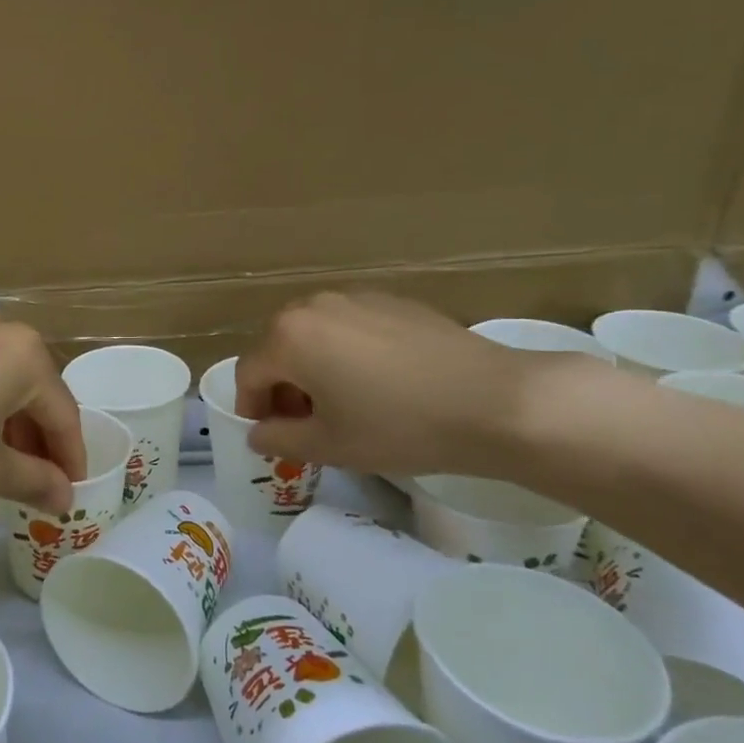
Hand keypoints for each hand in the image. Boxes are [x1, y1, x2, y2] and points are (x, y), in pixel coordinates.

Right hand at [234, 291, 566, 477]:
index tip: (269, 436)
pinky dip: (346, 352)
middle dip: (282, 387)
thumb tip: (259, 433)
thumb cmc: (399, 427)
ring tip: (342, 403)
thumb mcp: (330, 445)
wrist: (494, 402)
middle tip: (305, 423)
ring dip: (312, 368)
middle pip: (278, 348)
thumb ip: (279, 439)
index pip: (249, 374)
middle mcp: (313, 306)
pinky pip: (349, 326)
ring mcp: (355, 297)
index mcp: (288, 337)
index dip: (251, 409)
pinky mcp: (392, 300)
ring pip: (314, 334)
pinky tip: (379, 383)